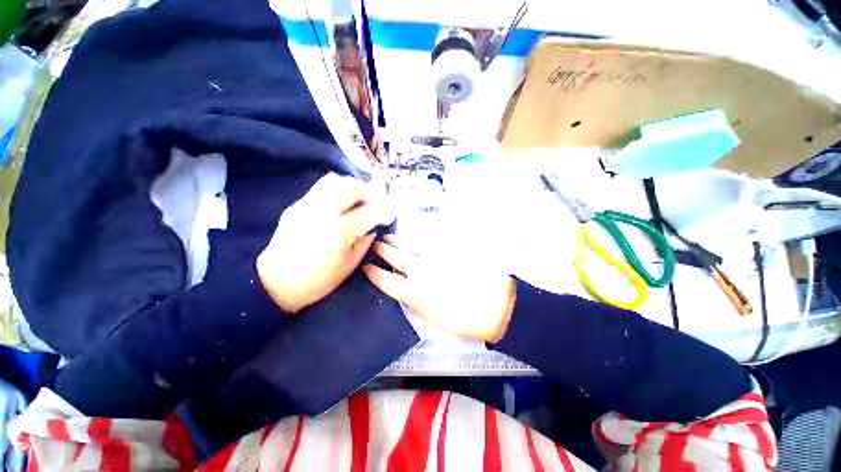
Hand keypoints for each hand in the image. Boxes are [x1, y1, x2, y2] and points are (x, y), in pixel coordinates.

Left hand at [257, 173, 393, 312]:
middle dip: (369, 191)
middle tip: (375, 201)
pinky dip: (337, 190)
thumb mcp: (349, 265)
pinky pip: (321, 188)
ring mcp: (307, 206)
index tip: (391, 213)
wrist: (275, 283)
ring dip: (352, 185)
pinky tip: (340, 203)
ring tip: (358, 197)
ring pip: (333, 180)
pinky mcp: (296, 205)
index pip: (369, 212)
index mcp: (339, 232)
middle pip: (351, 187)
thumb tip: (373, 227)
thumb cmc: (317, 281)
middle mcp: (323, 212)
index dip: (384, 210)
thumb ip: (364, 243)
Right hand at [363, 236, 516, 341]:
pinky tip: (413, 235)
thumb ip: (416, 302)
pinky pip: (430, 242)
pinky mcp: (449, 254)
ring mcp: (436, 261)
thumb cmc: (465, 320)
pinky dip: (419, 238)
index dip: (375, 274)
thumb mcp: (435, 318)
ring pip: (412, 249)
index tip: (366, 267)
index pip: (389, 282)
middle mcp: (423, 274)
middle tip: (375, 244)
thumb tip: (403, 292)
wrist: (496, 306)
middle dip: (385, 252)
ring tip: (388, 237)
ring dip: (399, 243)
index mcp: (417, 294)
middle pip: (399, 259)